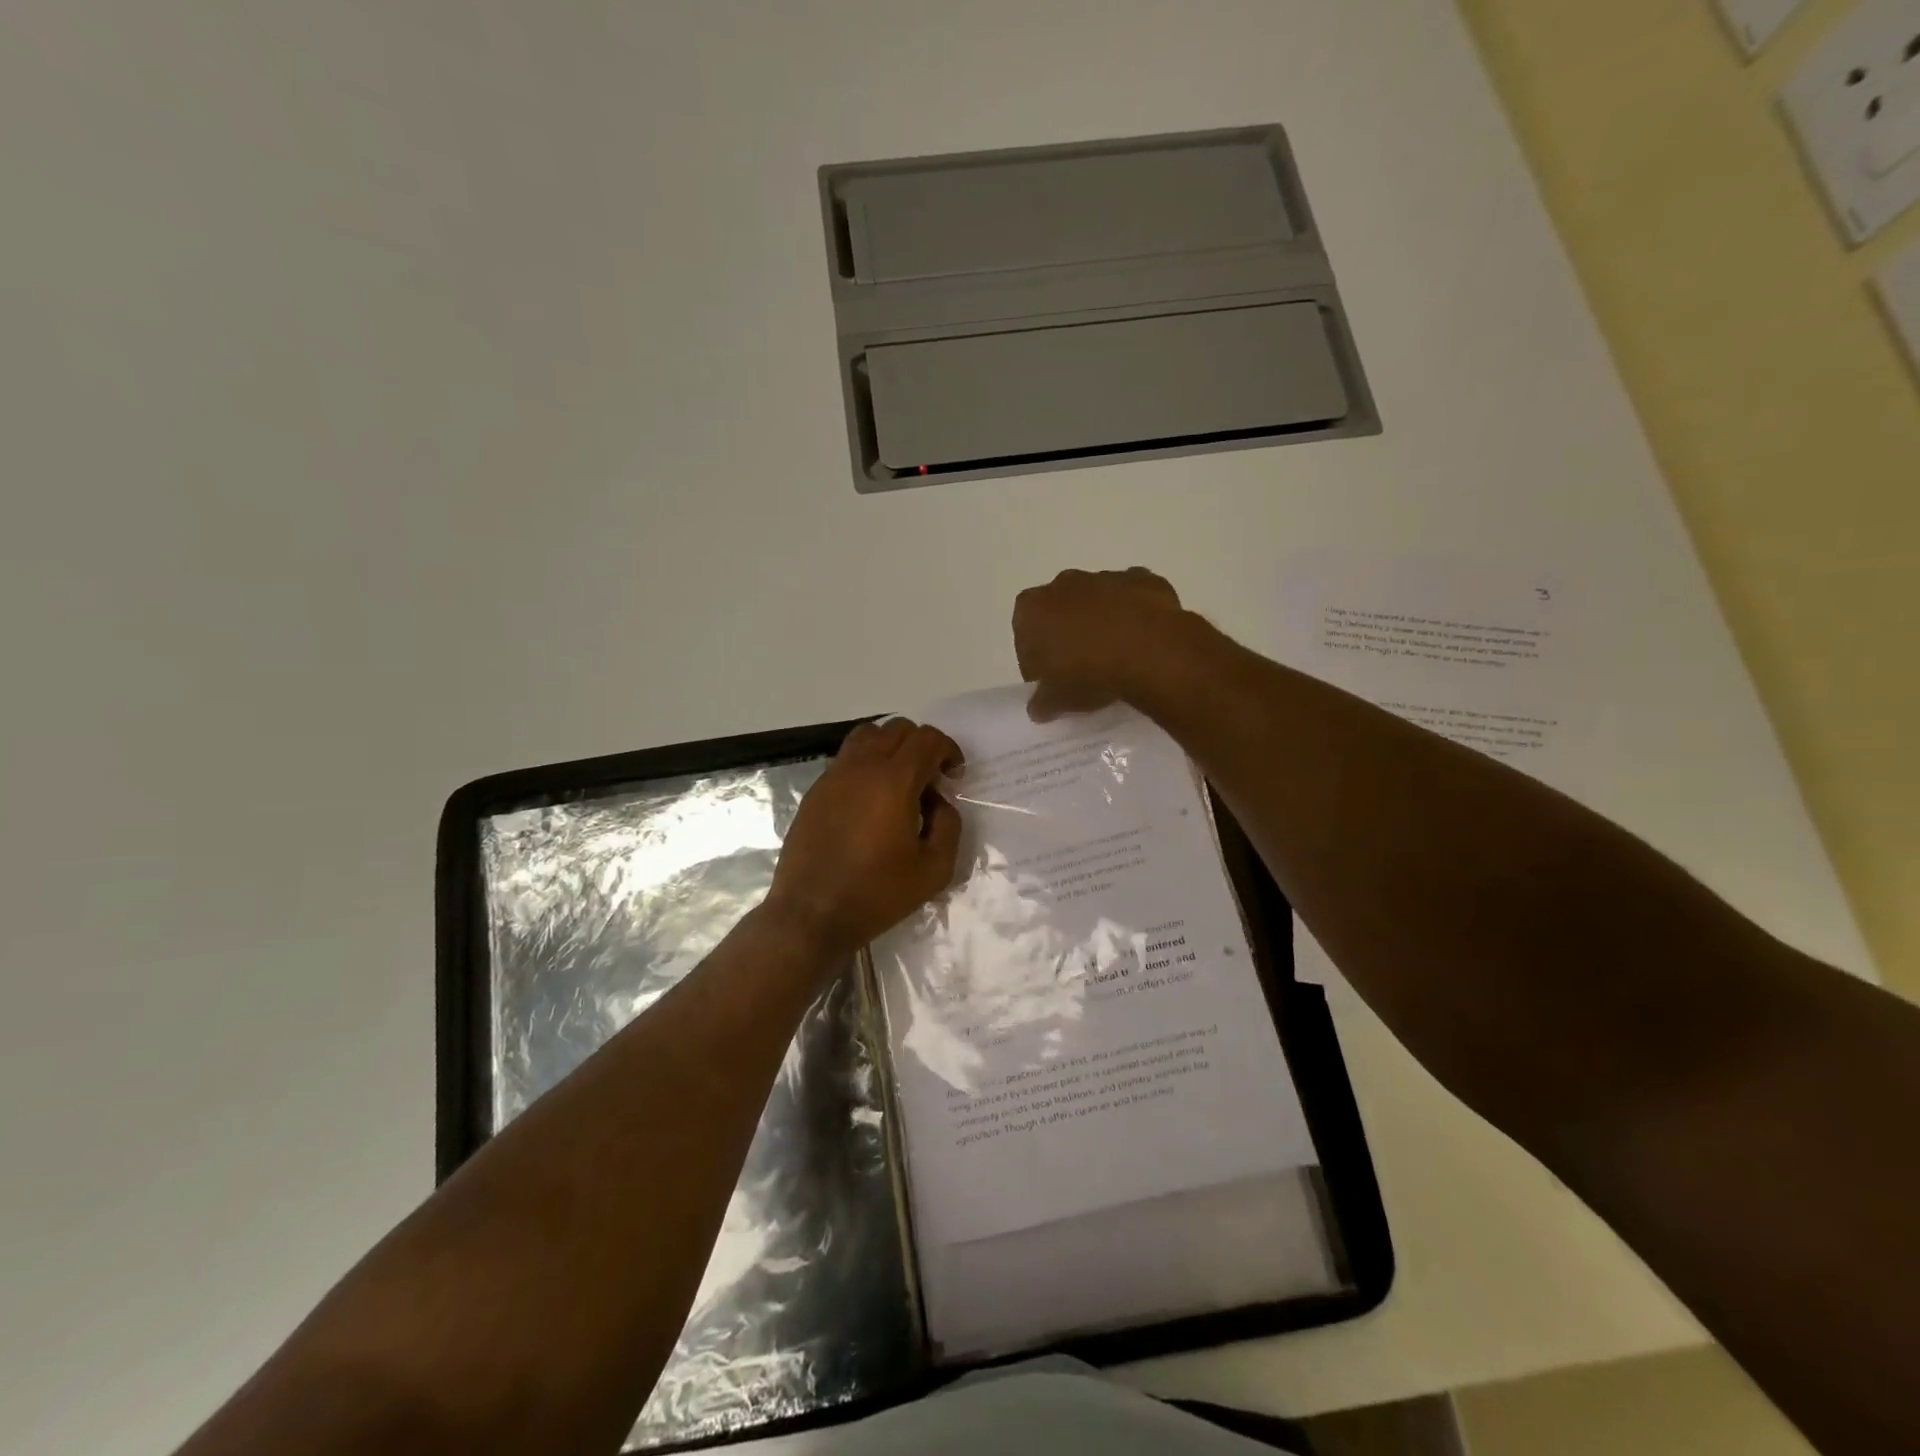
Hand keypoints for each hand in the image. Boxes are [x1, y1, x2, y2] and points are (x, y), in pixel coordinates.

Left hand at [765, 718, 964, 956]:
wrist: (811, 914)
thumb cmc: (877, 894)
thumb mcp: (934, 869)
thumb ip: (948, 826)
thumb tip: (938, 802)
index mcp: (894, 780)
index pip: (927, 739)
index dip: (948, 750)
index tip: (954, 776)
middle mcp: (862, 767)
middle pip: (897, 729)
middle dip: (921, 746)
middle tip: (930, 779)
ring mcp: (833, 776)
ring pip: (867, 736)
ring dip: (890, 748)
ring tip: (899, 781)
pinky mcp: (815, 791)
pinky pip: (846, 759)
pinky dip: (866, 764)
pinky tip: (870, 801)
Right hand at [1012, 567, 1187, 720]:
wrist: (1149, 651)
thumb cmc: (1088, 673)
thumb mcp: (1057, 700)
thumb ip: (1042, 702)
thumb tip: (1039, 708)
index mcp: (1031, 608)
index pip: (1024, 637)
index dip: (1037, 662)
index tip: (1051, 682)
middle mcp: (1063, 584)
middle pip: (1059, 612)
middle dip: (1068, 635)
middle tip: (1082, 670)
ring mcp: (1105, 577)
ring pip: (1097, 602)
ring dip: (1102, 623)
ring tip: (1117, 658)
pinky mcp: (1142, 579)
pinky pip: (1132, 598)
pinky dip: (1135, 615)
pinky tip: (1143, 641)